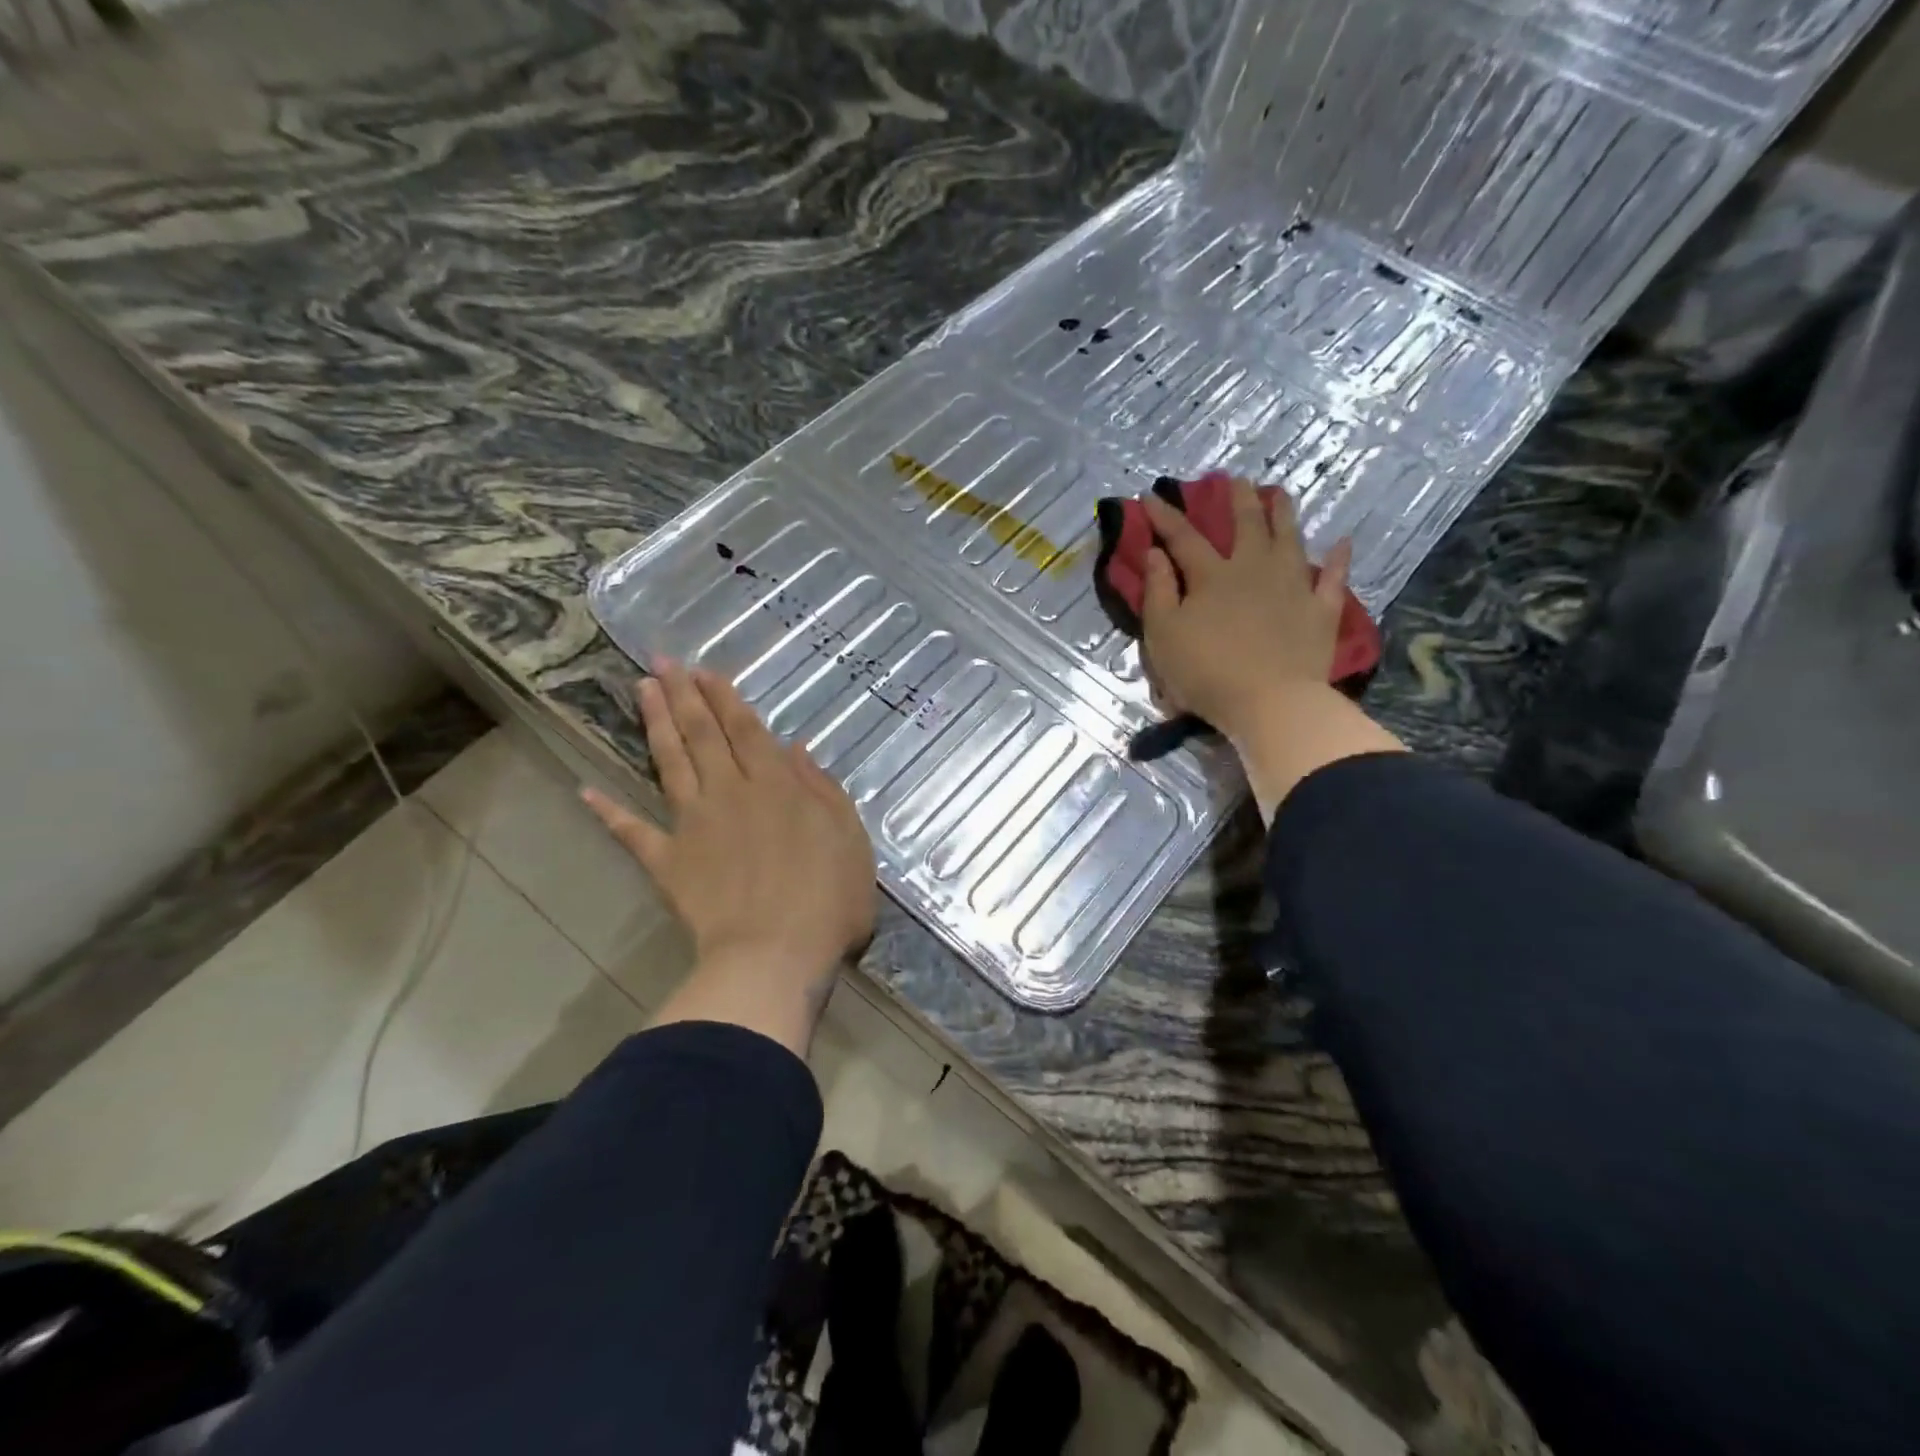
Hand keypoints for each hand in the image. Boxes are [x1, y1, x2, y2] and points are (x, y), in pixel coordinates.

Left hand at [584, 660, 875, 1053]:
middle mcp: (730, 792)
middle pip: (703, 735)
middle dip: (683, 695)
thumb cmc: (828, 899)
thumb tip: (795, 750)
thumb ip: (823, 790)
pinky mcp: (668, 862)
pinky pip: (633, 832)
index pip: (745, 729)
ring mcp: (693, 825)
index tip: (704, 670)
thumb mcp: (850, 838)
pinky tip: (586, 790)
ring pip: (670, 764)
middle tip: (661, 662)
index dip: (724, 698)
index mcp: (776, 785)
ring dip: (655, 725)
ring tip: (639, 692)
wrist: (775, 955)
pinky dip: (608, 812)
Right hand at [1140, 478, 1403, 819]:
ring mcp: (1293, 586)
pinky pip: (1332, 577)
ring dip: (1284, 513)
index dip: (1166, 516)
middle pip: (1246, 525)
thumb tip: (1155, 553)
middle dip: (1237, 500)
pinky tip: (1342, 542)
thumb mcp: (1164, 635)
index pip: (1183, 538)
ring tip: (1280, 493)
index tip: (1151, 495)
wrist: (1270, 702)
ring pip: (1289, 538)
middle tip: (1235, 479)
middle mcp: (1254, 569)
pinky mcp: (1321, 610)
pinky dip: (1337, 559)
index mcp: (1211, 576)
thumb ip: (1158, 591)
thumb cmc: (1206, 672)